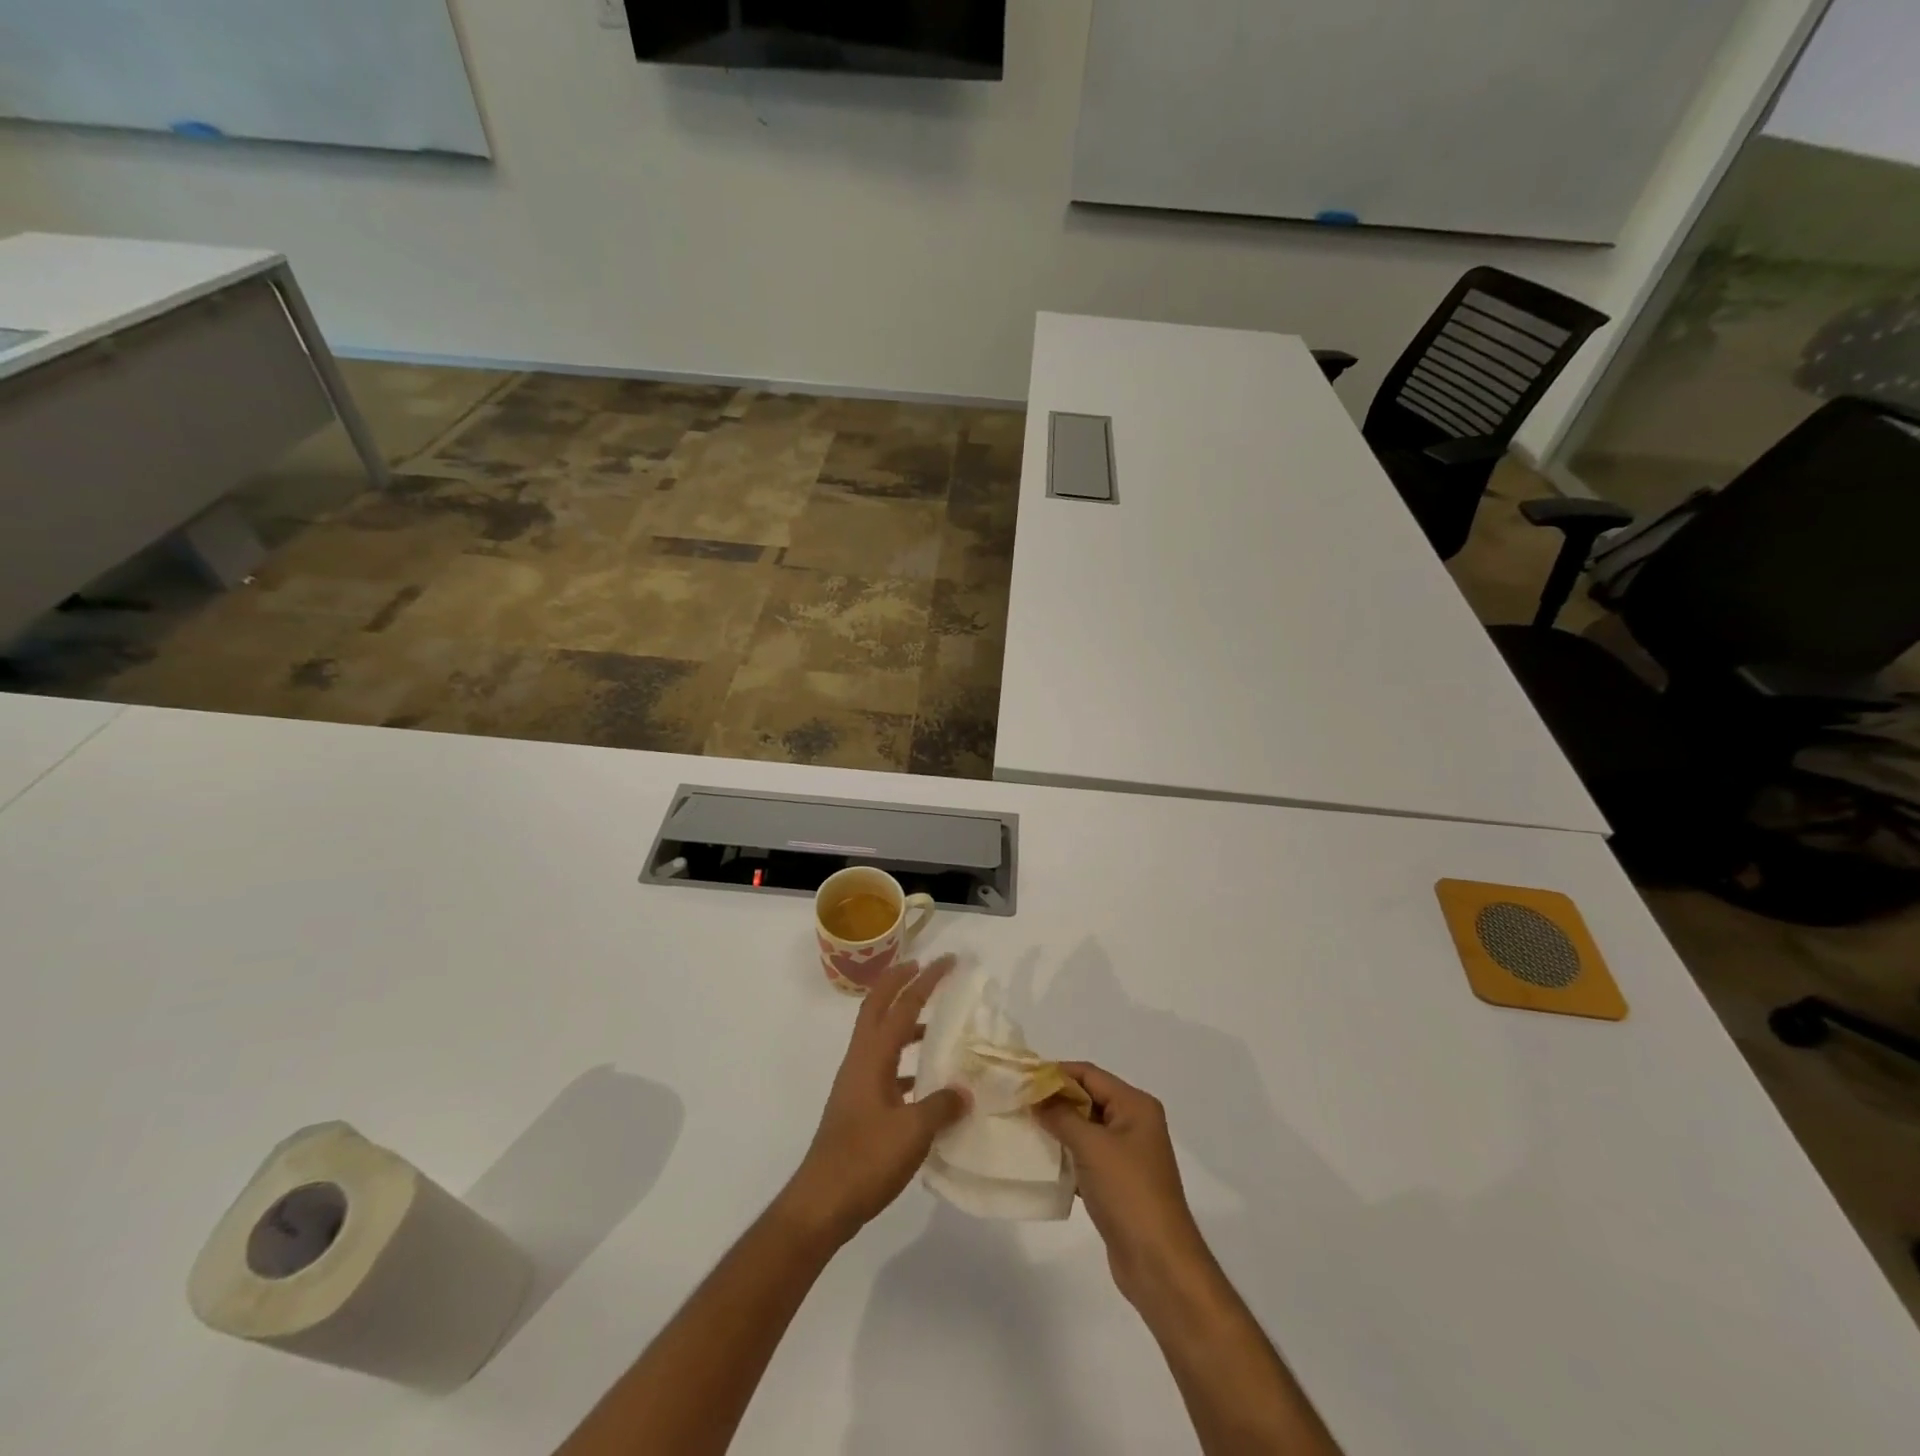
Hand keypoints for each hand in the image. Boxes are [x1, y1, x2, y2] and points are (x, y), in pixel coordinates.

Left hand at [782, 956, 970, 1245]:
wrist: (821, 1204)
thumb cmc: (865, 1160)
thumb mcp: (913, 1133)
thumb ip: (942, 1106)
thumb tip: (965, 1090)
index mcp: (872, 1056)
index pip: (902, 1005)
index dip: (925, 980)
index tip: (948, 961)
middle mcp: (861, 1060)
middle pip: (878, 1007)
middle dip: (900, 982)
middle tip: (926, 968)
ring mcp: (857, 1083)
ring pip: (880, 1035)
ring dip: (903, 1019)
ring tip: (934, 1021)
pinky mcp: (859, 1106)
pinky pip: (885, 1066)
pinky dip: (905, 1060)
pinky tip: (927, 1080)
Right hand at [1036, 1062, 1211, 1307]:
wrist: (1158, 1263)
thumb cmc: (1128, 1192)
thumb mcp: (1091, 1146)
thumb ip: (1061, 1116)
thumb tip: (1036, 1098)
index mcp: (1135, 1105)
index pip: (1089, 1074)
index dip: (1056, 1073)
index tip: (1023, 1078)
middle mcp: (1134, 1123)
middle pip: (1088, 1099)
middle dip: (1055, 1100)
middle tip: (1018, 1103)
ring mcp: (1128, 1155)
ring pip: (1086, 1129)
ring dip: (1058, 1129)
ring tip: (1024, 1128)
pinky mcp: (1119, 1183)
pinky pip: (1087, 1157)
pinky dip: (1067, 1156)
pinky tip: (1042, 1161)